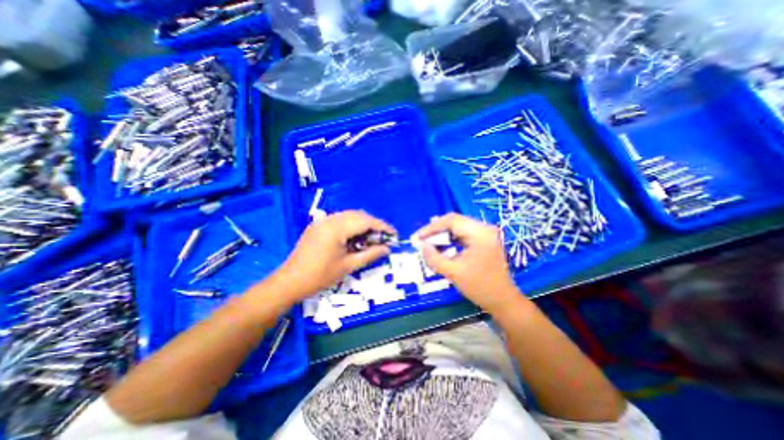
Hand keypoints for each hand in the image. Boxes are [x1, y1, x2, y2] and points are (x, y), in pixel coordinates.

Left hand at [277, 209, 397, 298]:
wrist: (289, 282)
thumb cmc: (320, 276)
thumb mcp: (348, 266)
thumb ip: (370, 254)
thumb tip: (387, 248)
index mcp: (337, 227)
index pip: (366, 221)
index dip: (382, 226)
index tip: (394, 234)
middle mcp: (330, 219)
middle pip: (358, 215)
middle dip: (373, 224)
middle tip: (383, 238)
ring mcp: (322, 221)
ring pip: (349, 216)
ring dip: (362, 224)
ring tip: (371, 238)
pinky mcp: (317, 226)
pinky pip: (339, 220)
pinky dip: (351, 225)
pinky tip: (355, 237)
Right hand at [417, 212, 519, 312]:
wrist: (503, 300)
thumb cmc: (480, 287)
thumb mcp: (453, 273)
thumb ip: (434, 258)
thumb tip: (420, 245)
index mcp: (480, 233)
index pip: (451, 221)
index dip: (431, 228)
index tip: (417, 237)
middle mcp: (484, 228)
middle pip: (454, 221)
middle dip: (435, 230)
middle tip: (420, 240)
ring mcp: (485, 233)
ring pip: (457, 226)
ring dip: (442, 233)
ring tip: (427, 242)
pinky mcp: (483, 239)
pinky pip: (462, 233)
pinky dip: (450, 238)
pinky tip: (441, 245)